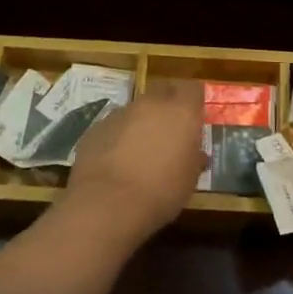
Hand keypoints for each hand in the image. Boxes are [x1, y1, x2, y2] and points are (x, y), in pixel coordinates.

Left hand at [60, 81, 205, 245]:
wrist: (107, 204)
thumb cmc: (161, 192)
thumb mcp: (189, 180)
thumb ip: (194, 159)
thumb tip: (196, 154)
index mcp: (181, 112)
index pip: (192, 89)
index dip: (193, 101)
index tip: (194, 117)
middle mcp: (151, 104)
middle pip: (162, 91)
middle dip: (167, 105)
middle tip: (169, 130)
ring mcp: (120, 113)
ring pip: (136, 109)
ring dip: (140, 122)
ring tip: (140, 151)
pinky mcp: (96, 127)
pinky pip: (113, 126)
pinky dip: (118, 137)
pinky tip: (116, 162)